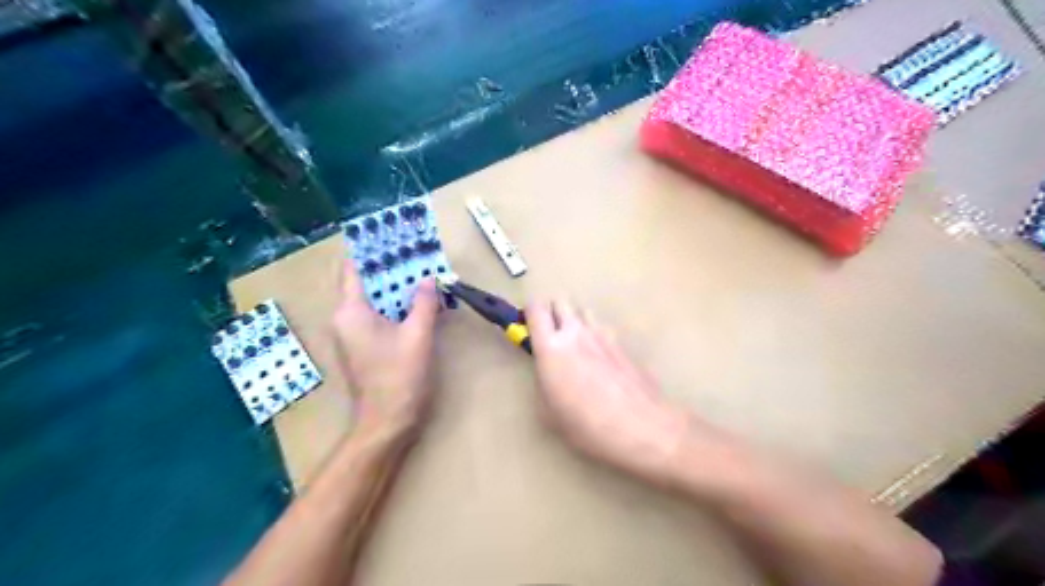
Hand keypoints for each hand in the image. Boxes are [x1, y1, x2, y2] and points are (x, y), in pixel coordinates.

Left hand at [329, 261, 438, 442]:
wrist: (387, 423)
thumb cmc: (399, 377)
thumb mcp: (418, 336)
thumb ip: (423, 303)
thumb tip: (429, 279)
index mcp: (350, 312)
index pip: (352, 270)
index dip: (369, 251)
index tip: (389, 236)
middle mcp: (345, 320)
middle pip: (363, 283)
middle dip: (388, 268)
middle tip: (413, 252)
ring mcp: (352, 335)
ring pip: (372, 300)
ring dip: (394, 287)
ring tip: (419, 271)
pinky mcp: (364, 347)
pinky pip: (377, 316)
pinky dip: (394, 305)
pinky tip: (416, 301)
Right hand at [532, 298, 692, 485]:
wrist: (641, 426)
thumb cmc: (586, 425)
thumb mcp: (548, 413)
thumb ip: (543, 385)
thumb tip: (548, 376)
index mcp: (551, 347)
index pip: (535, 309)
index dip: (528, 312)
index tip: (527, 325)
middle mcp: (575, 332)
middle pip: (561, 301)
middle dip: (552, 312)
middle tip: (551, 334)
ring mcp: (602, 335)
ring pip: (583, 311)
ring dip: (576, 321)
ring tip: (576, 345)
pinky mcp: (622, 344)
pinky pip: (602, 329)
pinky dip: (595, 335)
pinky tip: (600, 360)